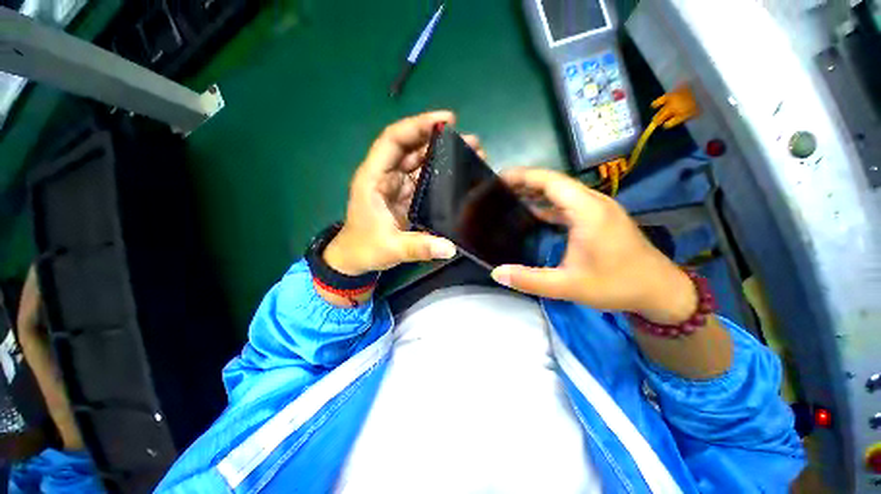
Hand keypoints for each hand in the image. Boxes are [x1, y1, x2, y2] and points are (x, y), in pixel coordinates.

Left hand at [324, 111, 486, 274]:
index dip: (417, 125)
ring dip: (444, 156)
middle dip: (439, 140)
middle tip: (470, 141)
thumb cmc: (365, 249)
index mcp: (374, 179)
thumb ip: (419, 248)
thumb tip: (450, 248)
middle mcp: (386, 176)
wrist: (355, 259)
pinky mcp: (407, 196)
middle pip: (412, 148)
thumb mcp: (391, 249)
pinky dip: (441, 175)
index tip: (446, 120)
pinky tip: (459, 176)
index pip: (394, 140)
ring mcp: (398, 186)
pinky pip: (425, 180)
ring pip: (420, 162)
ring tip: (471, 154)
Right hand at [490, 168, 696, 323]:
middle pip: (555, 182)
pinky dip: (548, 204)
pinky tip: (534, 212)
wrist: (661, 290)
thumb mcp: (568, 287)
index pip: (550, 181)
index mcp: (587, 211)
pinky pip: (569, 203)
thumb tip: (497, 273)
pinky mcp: (600, 217)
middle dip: (525, 182)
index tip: (499, 178)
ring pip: (562, 191)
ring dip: (537, 192)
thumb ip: (530, 280)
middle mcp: (594, 202)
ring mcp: (599, 208)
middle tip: (498, 190)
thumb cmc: (617, 285)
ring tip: (510, 198)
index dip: (523, 176)